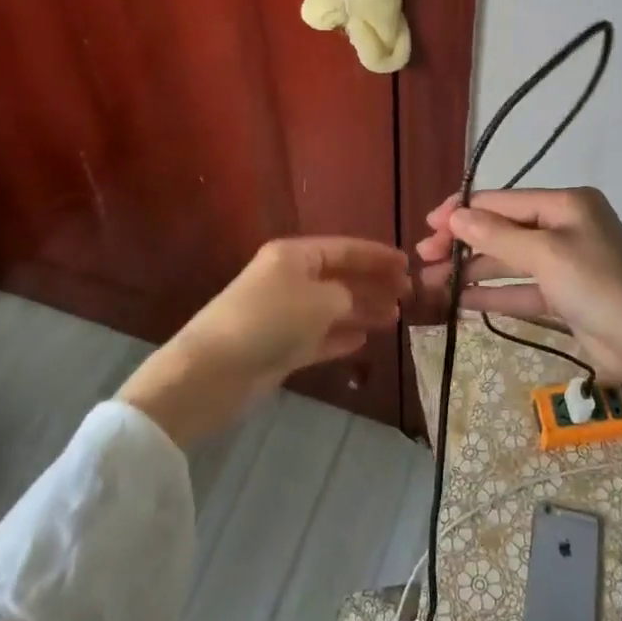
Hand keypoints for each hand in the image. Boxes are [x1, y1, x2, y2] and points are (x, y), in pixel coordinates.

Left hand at [119, 237, 407, 444]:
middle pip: (340, 276)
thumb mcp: (319, 300)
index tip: (408, 265)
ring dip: (362, 310)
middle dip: (373, 283)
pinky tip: (362, 340)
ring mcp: (283, 313)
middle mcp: (289, 279)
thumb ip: (348, 295)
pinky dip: (340, 336)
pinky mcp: (279, 346)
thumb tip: (361, 300)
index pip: (344, 248)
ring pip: (332, 307)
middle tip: (408, 294)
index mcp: (294, 256)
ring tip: (393, 318)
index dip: (377, 256)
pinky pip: (319, 335)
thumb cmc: (270, 321)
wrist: (213, 372)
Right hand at [413, 187, 621, 390]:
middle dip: (463, 244)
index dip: (462, 212)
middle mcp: (563, 226)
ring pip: (507, 261)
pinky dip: (492, 293)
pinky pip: (520, 288)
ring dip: (472, 271)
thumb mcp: (546, 255)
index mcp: (565, 203)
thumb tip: (455, 216)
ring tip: (432, 284)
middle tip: (424, 260)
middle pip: (502, 230)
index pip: (502, 201)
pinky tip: (459, 301)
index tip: (427, 227)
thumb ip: (497, 235)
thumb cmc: (599, 286)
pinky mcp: (563, 296)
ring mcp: (564, 262)